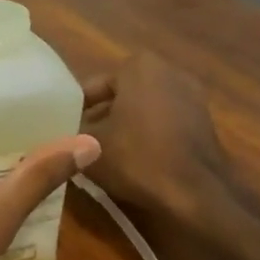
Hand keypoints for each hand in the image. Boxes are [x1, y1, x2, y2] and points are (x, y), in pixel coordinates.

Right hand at [77, 53, 259, 259]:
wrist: (197, 193)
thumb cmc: (137, 157)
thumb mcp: (87, 144)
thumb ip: (68, 131)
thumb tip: (55, 133)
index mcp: (138, 66)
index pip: (91, 87)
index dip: (72, 112)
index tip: (62, 133)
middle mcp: (168, 71)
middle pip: (118, 96)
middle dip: (99, 117)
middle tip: (78, 144)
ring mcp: (191, 95)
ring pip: (141, 110)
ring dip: (123, 127)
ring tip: (102, 155)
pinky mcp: (204, 121)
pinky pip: (163, 123)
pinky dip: (147, 136)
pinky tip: (133, 161)